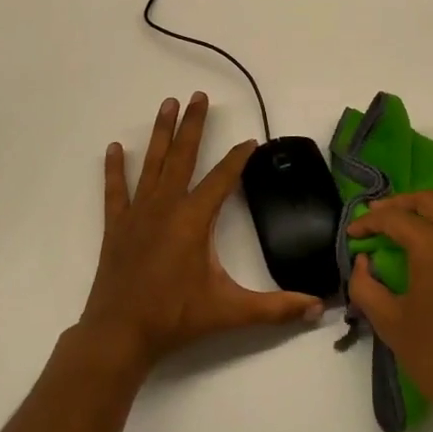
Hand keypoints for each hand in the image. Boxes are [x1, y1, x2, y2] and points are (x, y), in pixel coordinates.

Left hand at [79, 93, 324, 372]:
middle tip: (199, 95)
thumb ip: (276, 308)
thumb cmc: (176, 318)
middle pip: (183, 155)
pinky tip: (114, 147)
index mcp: (194, 218)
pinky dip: (114, 168)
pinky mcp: (117, 225)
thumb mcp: (230, 312)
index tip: (250, 140)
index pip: (223, 177)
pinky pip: (115, 190)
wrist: (119, 336)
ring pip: (152, 163)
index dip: (238, 157)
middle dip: (193, 124)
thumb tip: (318, 308)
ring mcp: (138, 213)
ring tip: (167, 103)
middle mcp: (166, 205)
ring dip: (161, 132)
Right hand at [347, 192, 432, 431]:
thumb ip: (365, 285)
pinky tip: (419, 249)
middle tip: (374, 217)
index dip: (369, 222)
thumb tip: (363, 261)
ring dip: (419, 213)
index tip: (351, 233)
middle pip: (427, 201)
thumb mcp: (388, 321)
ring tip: (393, 230)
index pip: (396, 219)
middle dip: (398, 204)